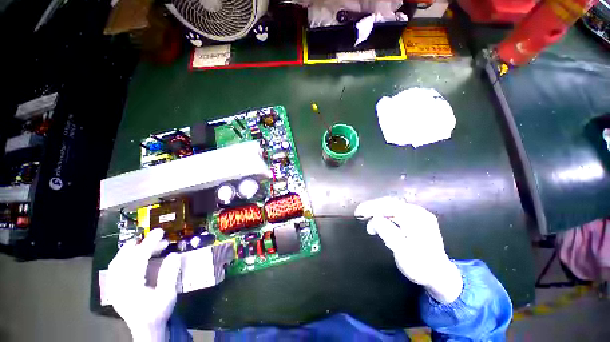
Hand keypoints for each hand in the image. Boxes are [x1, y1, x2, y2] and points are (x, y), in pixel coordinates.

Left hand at [107, 229, 180, 341]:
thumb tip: (173, 254)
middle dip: (141, 245)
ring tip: (146, 243)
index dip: (149, 244)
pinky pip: (115, 268)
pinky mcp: (114, 288)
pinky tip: (134, 256)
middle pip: (125, 258)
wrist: (146, 330)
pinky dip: (124, 258)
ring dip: (131, 250)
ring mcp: (113, 287)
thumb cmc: (158, 312)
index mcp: (131, 287)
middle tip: (157, 237)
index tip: (160, 232)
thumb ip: (169, 274)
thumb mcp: (168, 295)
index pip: (138, 260)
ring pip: (117, 262)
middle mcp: (118, 286)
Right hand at [355, 197, 462, 303]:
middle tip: (359, 216)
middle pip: (389, 203)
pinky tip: (379, 222)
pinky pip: (396, 211)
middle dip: (372, 208)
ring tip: (368, 223)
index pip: (388, 206)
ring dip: (377, 211)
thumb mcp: (402, 253)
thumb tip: (374, 218)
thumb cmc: (421, 267)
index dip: (370, 207)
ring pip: (391, 206)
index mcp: (416, 218)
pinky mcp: (417, 218)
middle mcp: (418, 212)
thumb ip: (388, 233)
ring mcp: (418, 214)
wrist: (440, 275)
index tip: (357, 213)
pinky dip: (384, 214)